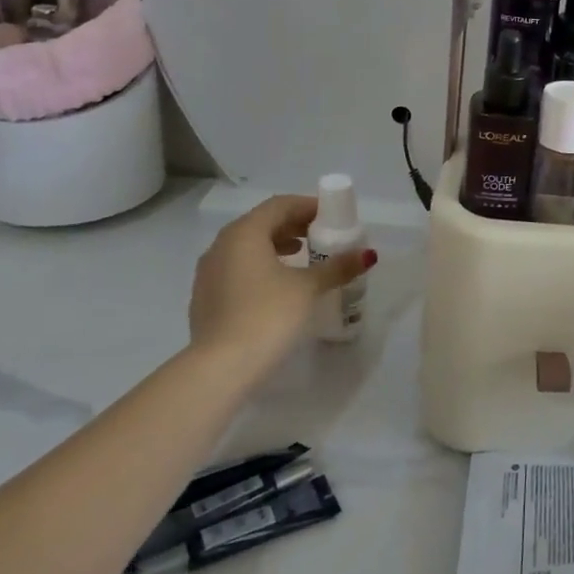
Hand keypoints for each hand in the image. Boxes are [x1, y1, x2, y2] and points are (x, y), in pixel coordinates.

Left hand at [187, 195, 375, 377]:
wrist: (220, 368)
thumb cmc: (267, 315)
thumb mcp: (308, 287)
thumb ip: (337, 266)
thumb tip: (367, 255)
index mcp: (244, 233)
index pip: (279, 205)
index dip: (307, 206)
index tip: (332, 215)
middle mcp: (221, 246)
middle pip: (261, 223)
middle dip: (293, 225)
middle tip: (321, 235)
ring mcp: (208, 273)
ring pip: (246, 246)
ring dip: (276, 245)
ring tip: (302, 256)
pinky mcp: (205, 298)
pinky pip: (237, 268)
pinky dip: (260, 266)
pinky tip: (278, 285)